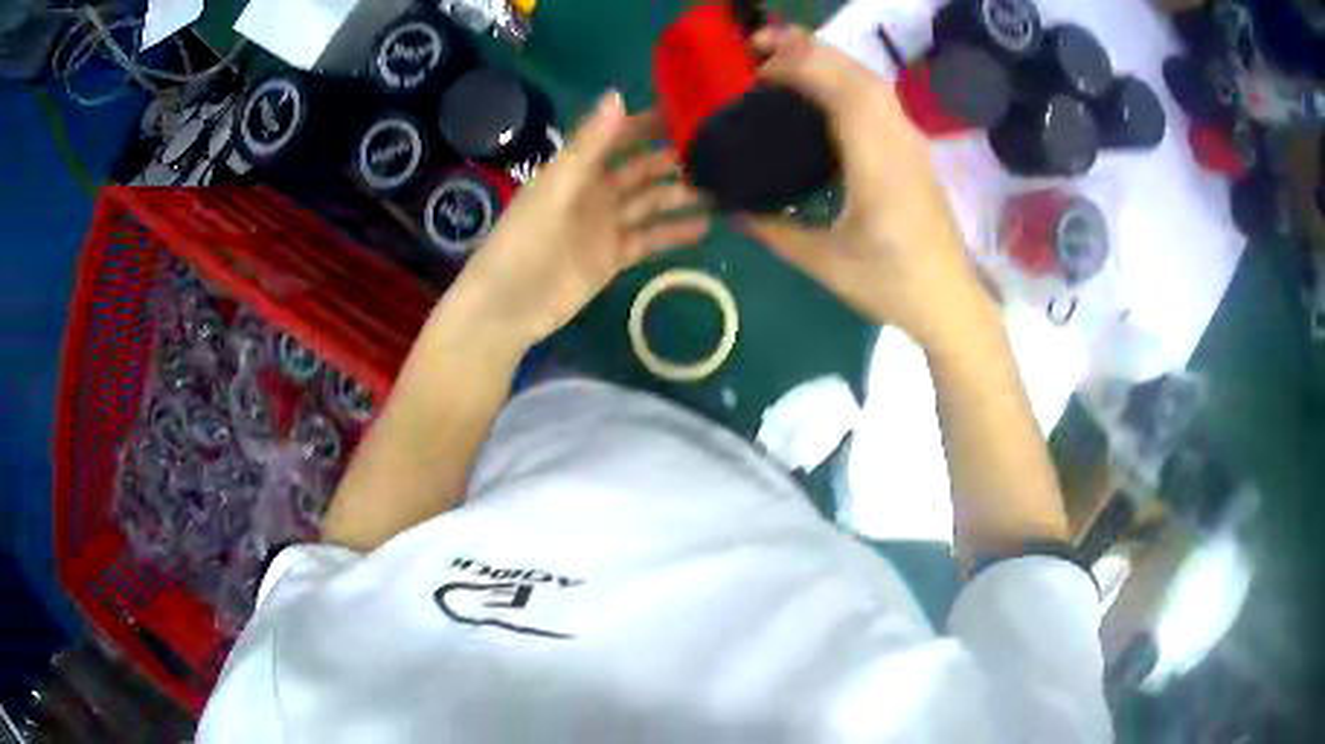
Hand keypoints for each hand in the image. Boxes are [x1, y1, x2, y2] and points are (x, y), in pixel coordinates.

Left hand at [448, 92, 710, 347]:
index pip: (619, 135)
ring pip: (652, 202)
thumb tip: (618, 94)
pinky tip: (706, 225)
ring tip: (724, 186)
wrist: (509, 305)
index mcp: (578, 168)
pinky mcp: (616, 256)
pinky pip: (651, 238)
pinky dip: (675, 232)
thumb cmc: (524, 240)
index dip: (649, 122)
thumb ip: (589, 144)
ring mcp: (607, 224)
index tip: (690, 110)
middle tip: (721, 150)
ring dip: (682, 193)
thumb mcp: (557, 186)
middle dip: (675, 157)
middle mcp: (597, 190)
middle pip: (642, 167)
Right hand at [741, 27, 990, 347]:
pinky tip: (820, 86)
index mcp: (879, 166)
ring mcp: (911, 142)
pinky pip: (878, 96)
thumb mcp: (825, 263)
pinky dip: (844, 77)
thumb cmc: (892, 286)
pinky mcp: (913, 148)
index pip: (841, 93)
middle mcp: (899, 141)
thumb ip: (774, 230)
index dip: (799, 68)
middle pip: (857, 73)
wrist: (951, 302)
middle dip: (808, 49)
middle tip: (757, 44)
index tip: (755, 67)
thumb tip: (729, 208)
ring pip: (871, 80)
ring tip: (783, 56)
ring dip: (828, 59)